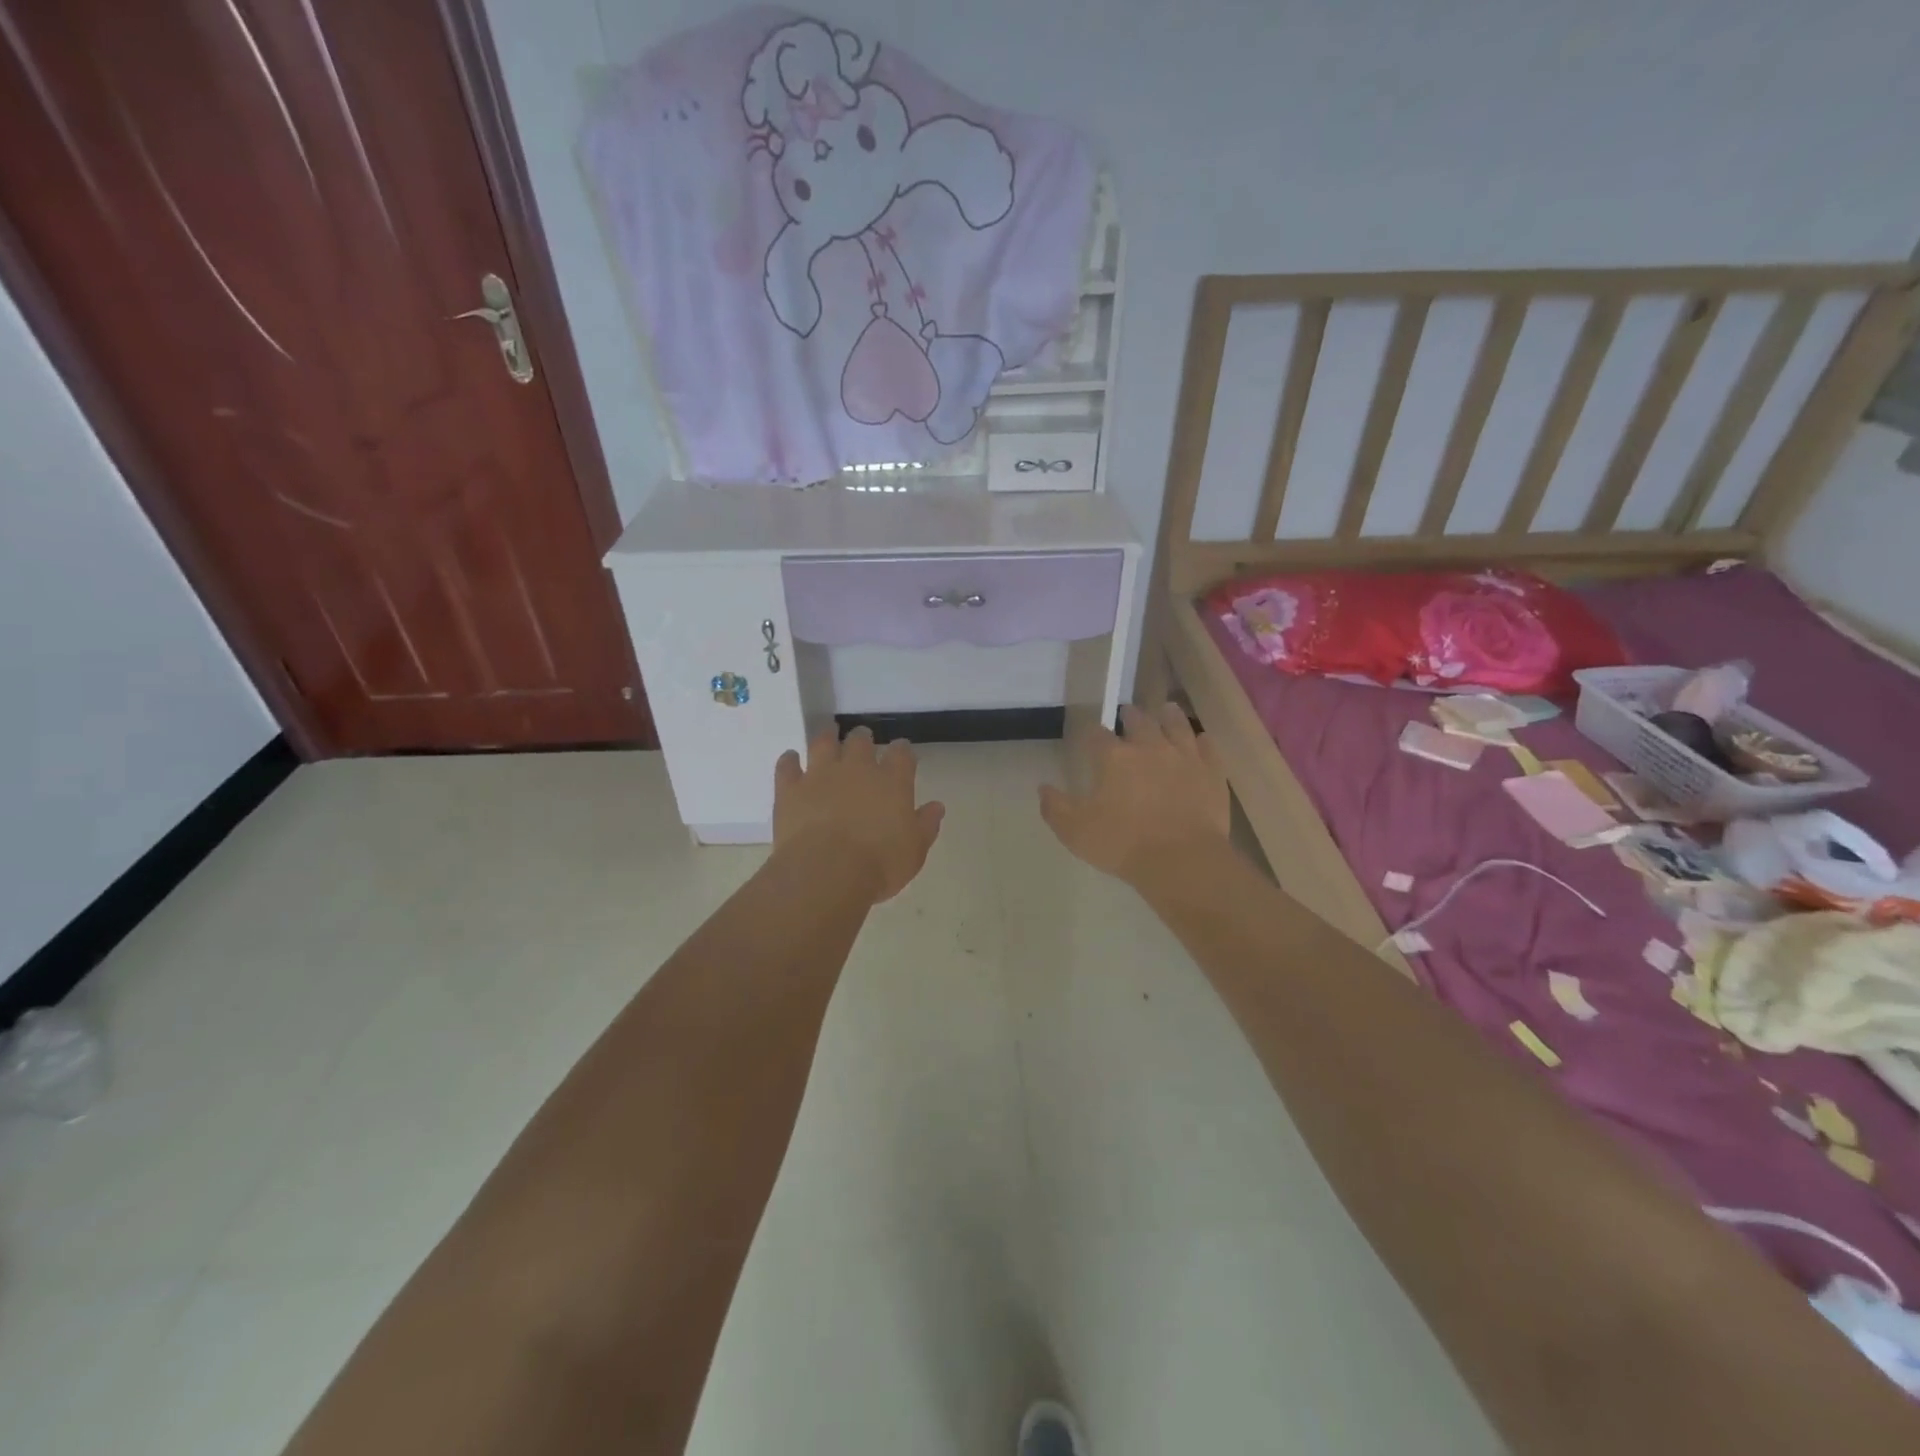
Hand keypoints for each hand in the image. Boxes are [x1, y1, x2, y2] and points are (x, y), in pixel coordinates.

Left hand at [773, 727, 945, 903]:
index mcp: (892, 781)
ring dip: (827, 736)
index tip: (902, 750)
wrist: (826, 872)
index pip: (901, 754)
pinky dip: (789, 760)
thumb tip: (936, 806)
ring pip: (823, 743)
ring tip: (829, 733)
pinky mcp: (790, 789)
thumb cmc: (879, 864)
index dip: (902, 750)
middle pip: (860, 741)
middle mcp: (856, 769)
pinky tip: (790, 758)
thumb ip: (925, 824)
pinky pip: (787, 765)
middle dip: (863, 738)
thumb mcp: (914, 850)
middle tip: (862, 739)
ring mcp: (820, 775)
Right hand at [1039, 703, 1229, 886]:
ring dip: (1169, 716)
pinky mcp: (1212, 772)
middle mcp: (1149, 747)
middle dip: (1130, 715)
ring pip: (1177, 725)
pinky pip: (1208, 747)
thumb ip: (1056, 807)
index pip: (1097, 735)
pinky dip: (1202, 741)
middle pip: (1139, 721)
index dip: (1090, 732)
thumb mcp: (1075, 831)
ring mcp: (1185, 757)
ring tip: (1165, 710)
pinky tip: (1200, 740)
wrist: (1182, 860)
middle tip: (1128, 713)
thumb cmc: (1122, 844)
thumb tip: (1043, 787)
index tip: (1088, 734)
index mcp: (1114, 757)